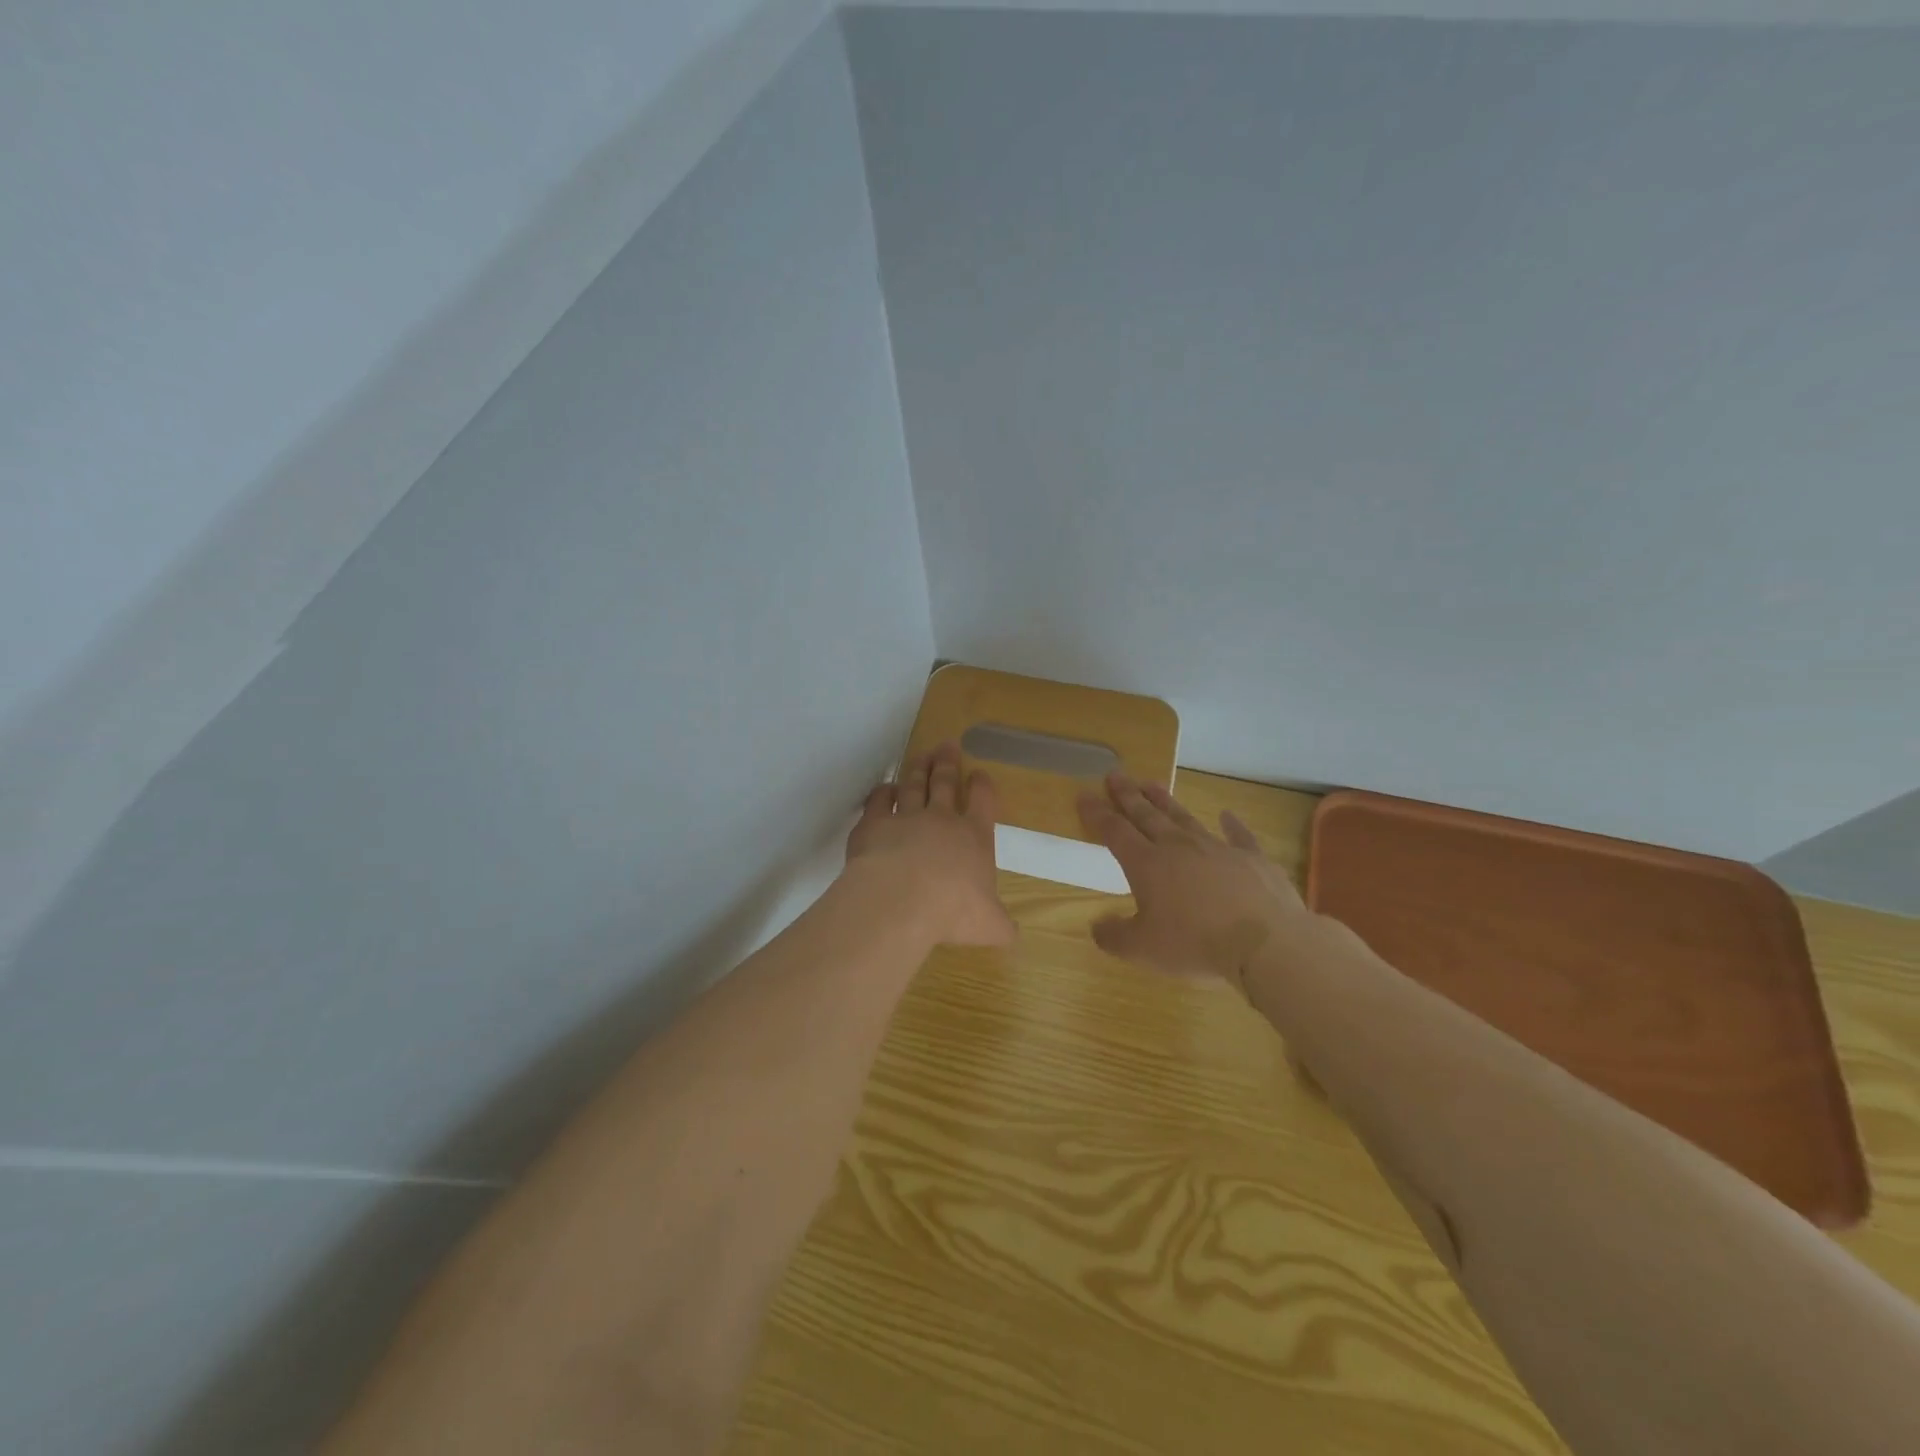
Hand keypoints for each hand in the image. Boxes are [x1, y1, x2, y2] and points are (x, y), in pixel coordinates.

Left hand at [845, 743, 1014, 948]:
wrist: (901, 899)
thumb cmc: (953, 910)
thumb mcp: (989, 925)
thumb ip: (1001, 926)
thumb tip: (1012, 935)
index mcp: (974, 838)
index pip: (983, 802)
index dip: (982, 787)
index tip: (979, 774)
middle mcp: (942, 820)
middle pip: (946, 784)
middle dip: (948, 764)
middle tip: (948, 745)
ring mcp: (906, 818)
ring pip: (914, 786)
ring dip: (919, 770)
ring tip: (922, 755)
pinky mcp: (874, 824)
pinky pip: (879, 801)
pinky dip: (883, 792)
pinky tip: (885, 788)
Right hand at [1077, 774, 1309, 987]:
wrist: (1265, 941)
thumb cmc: (1195, 943)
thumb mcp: (1143, 950)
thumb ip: (1114, 936)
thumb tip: (1097, 927)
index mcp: (1146, 865)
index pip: (1115, 831)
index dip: (1097, 813)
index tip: (1084, 794)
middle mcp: (1178, 847)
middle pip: (1147, 815)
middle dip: (1128, 795)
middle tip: (1115, 775)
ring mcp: (1217, 848)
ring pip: (1184, 818)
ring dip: (1166, 801)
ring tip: (1151, 783)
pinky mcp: (1251, 858)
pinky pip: (1238, 835)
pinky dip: (1231, 824)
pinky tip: (1227, 814)